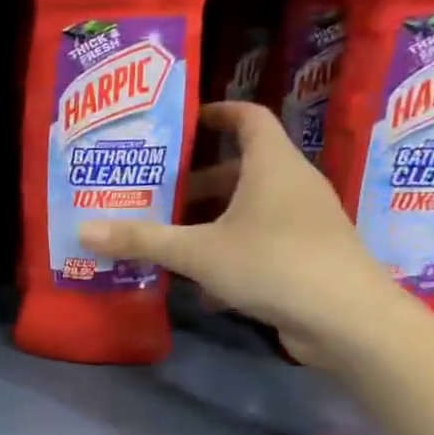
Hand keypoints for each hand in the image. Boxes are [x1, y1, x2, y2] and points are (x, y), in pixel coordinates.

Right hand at [79, 101, 414, 366]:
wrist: (349, 321)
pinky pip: (258, 240)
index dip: (215, 113)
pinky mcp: (306, 256)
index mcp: (271, 165)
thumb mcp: (196, 251)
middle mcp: (291, 185)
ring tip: (165, 235)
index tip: (181, 122)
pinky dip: (227, 251)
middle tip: (153, 191)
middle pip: (239, 168)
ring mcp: (303, 222)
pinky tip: (198, 282)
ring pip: (247, 208)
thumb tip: (83, 230)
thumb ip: (141, 240)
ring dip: (208, 220)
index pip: (247, 117)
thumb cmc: (273, 264)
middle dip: (194, 181)